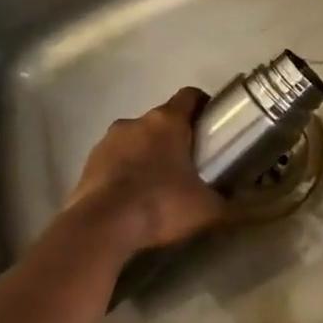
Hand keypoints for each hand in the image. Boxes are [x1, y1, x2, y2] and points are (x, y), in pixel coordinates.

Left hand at [68, 87, 225, 255]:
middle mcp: (135, 122)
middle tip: (191, 164)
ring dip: (148, 154)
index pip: (189, 96)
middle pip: (162, 120)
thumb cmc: (161, 204)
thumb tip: (234, 201)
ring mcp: (107, 141)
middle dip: (176, 137)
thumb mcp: (207, 208)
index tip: (213, 124)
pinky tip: (134, 198)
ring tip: (159, 184)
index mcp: (167, 121)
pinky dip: (126, 172)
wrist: (102, 226)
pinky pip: (115, 161)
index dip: (203, 106)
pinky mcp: (88, 163)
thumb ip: (225, 199)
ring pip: (136, 140)